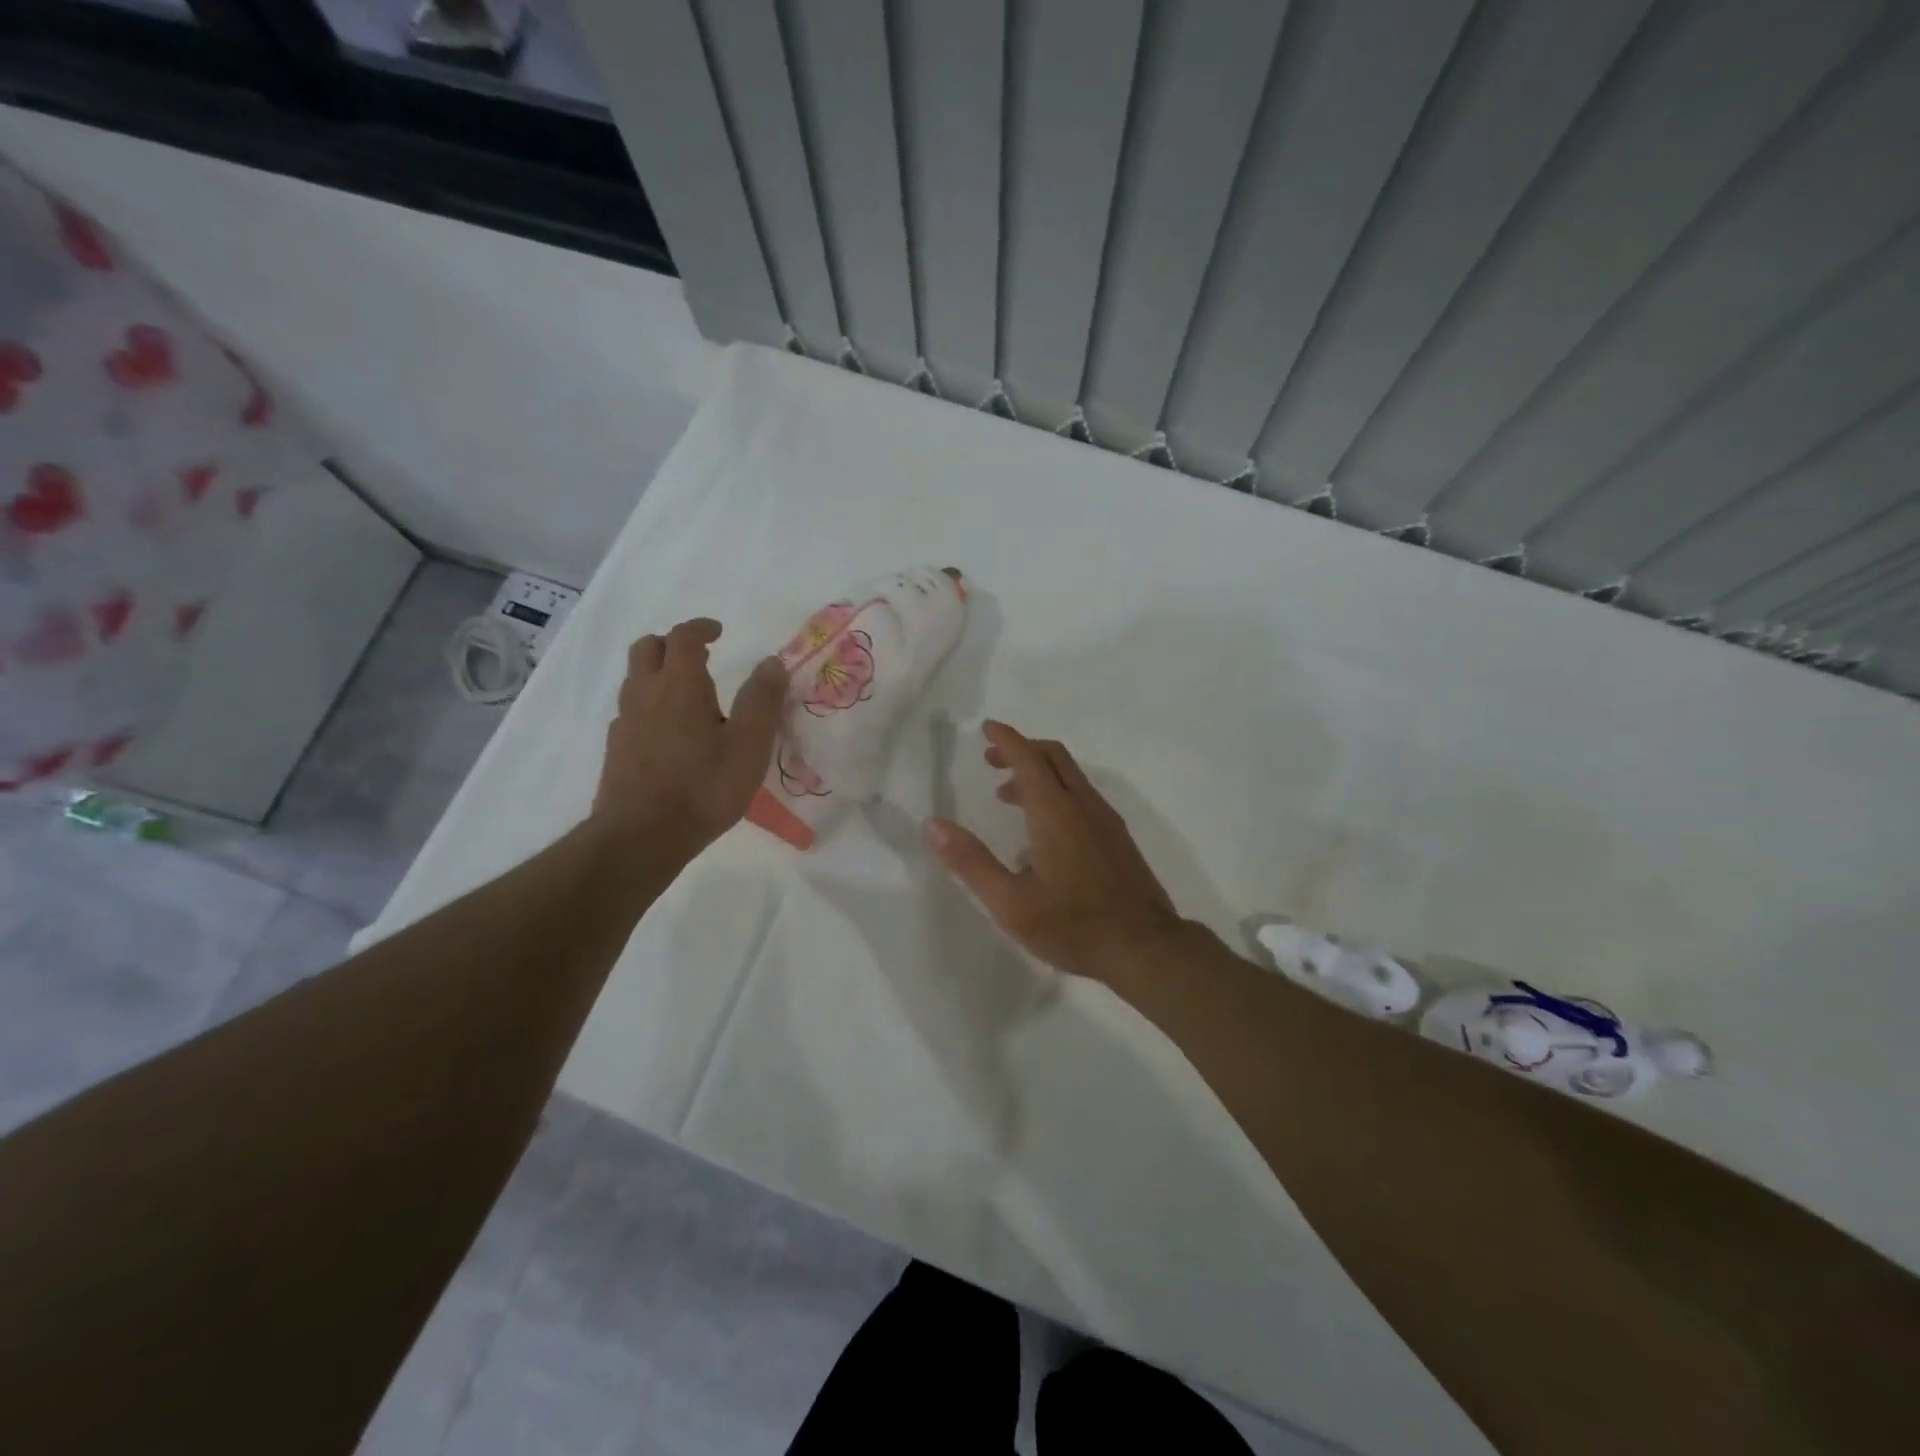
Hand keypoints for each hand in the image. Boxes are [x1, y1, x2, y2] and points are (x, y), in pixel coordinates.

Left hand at [591, 618, 786, 862]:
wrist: (641, 837)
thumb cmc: (703, 787)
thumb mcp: (749, 745)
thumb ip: (762, 700)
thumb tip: (772, 663)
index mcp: (680, 685)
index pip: (683, 637)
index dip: (700, 628)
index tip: (718, 632)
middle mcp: (645, 694)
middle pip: (647, 649)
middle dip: (672, 644)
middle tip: (699, 657)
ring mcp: (625, 722)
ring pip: (635, 679)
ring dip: (659, 674)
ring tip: (689, 697)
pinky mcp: (616, 749)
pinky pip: (631, 711)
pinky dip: (650, 706)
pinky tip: (669, 734)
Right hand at [924, 721, 1182, 981]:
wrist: (1145, 948)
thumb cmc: (1073, 926)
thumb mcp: (1011, 903)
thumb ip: (971, 862)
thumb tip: (933, 825)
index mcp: (1056, 813)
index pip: (1029, 758)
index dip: (1006, 739)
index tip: (987, 728)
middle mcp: (1084, 806)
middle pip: (1054, 757)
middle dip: (1021, 749)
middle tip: (991, 760)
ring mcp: (1107, 821)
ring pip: (1071, 777)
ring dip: (1039, 773)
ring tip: (1008, 796)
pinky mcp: (1118, 838)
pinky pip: (1083, 796)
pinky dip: (1057, 792)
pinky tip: (1043, 832)